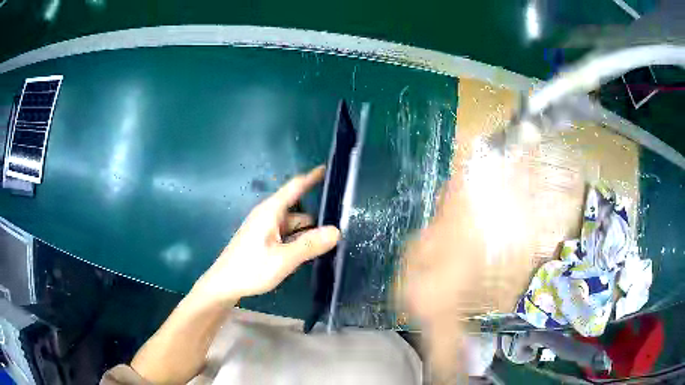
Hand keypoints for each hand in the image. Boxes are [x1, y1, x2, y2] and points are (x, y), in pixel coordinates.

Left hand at [193, 165, 339, 303]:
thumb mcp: (283, 259)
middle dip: (319, 217)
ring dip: (310, 232)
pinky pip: (288, 235)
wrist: (224, 284)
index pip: (295, 186)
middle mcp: (269, 216)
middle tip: (345, 223)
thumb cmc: (250, 269)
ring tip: (335, 241)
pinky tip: (314, 251)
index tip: (329, 169)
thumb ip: (309, 245)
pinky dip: (300, 240)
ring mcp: (267, 229)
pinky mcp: (265, 241)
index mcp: (271, 211)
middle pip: (299, 210)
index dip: (312, 177)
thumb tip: (337, 231)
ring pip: (295, 225)